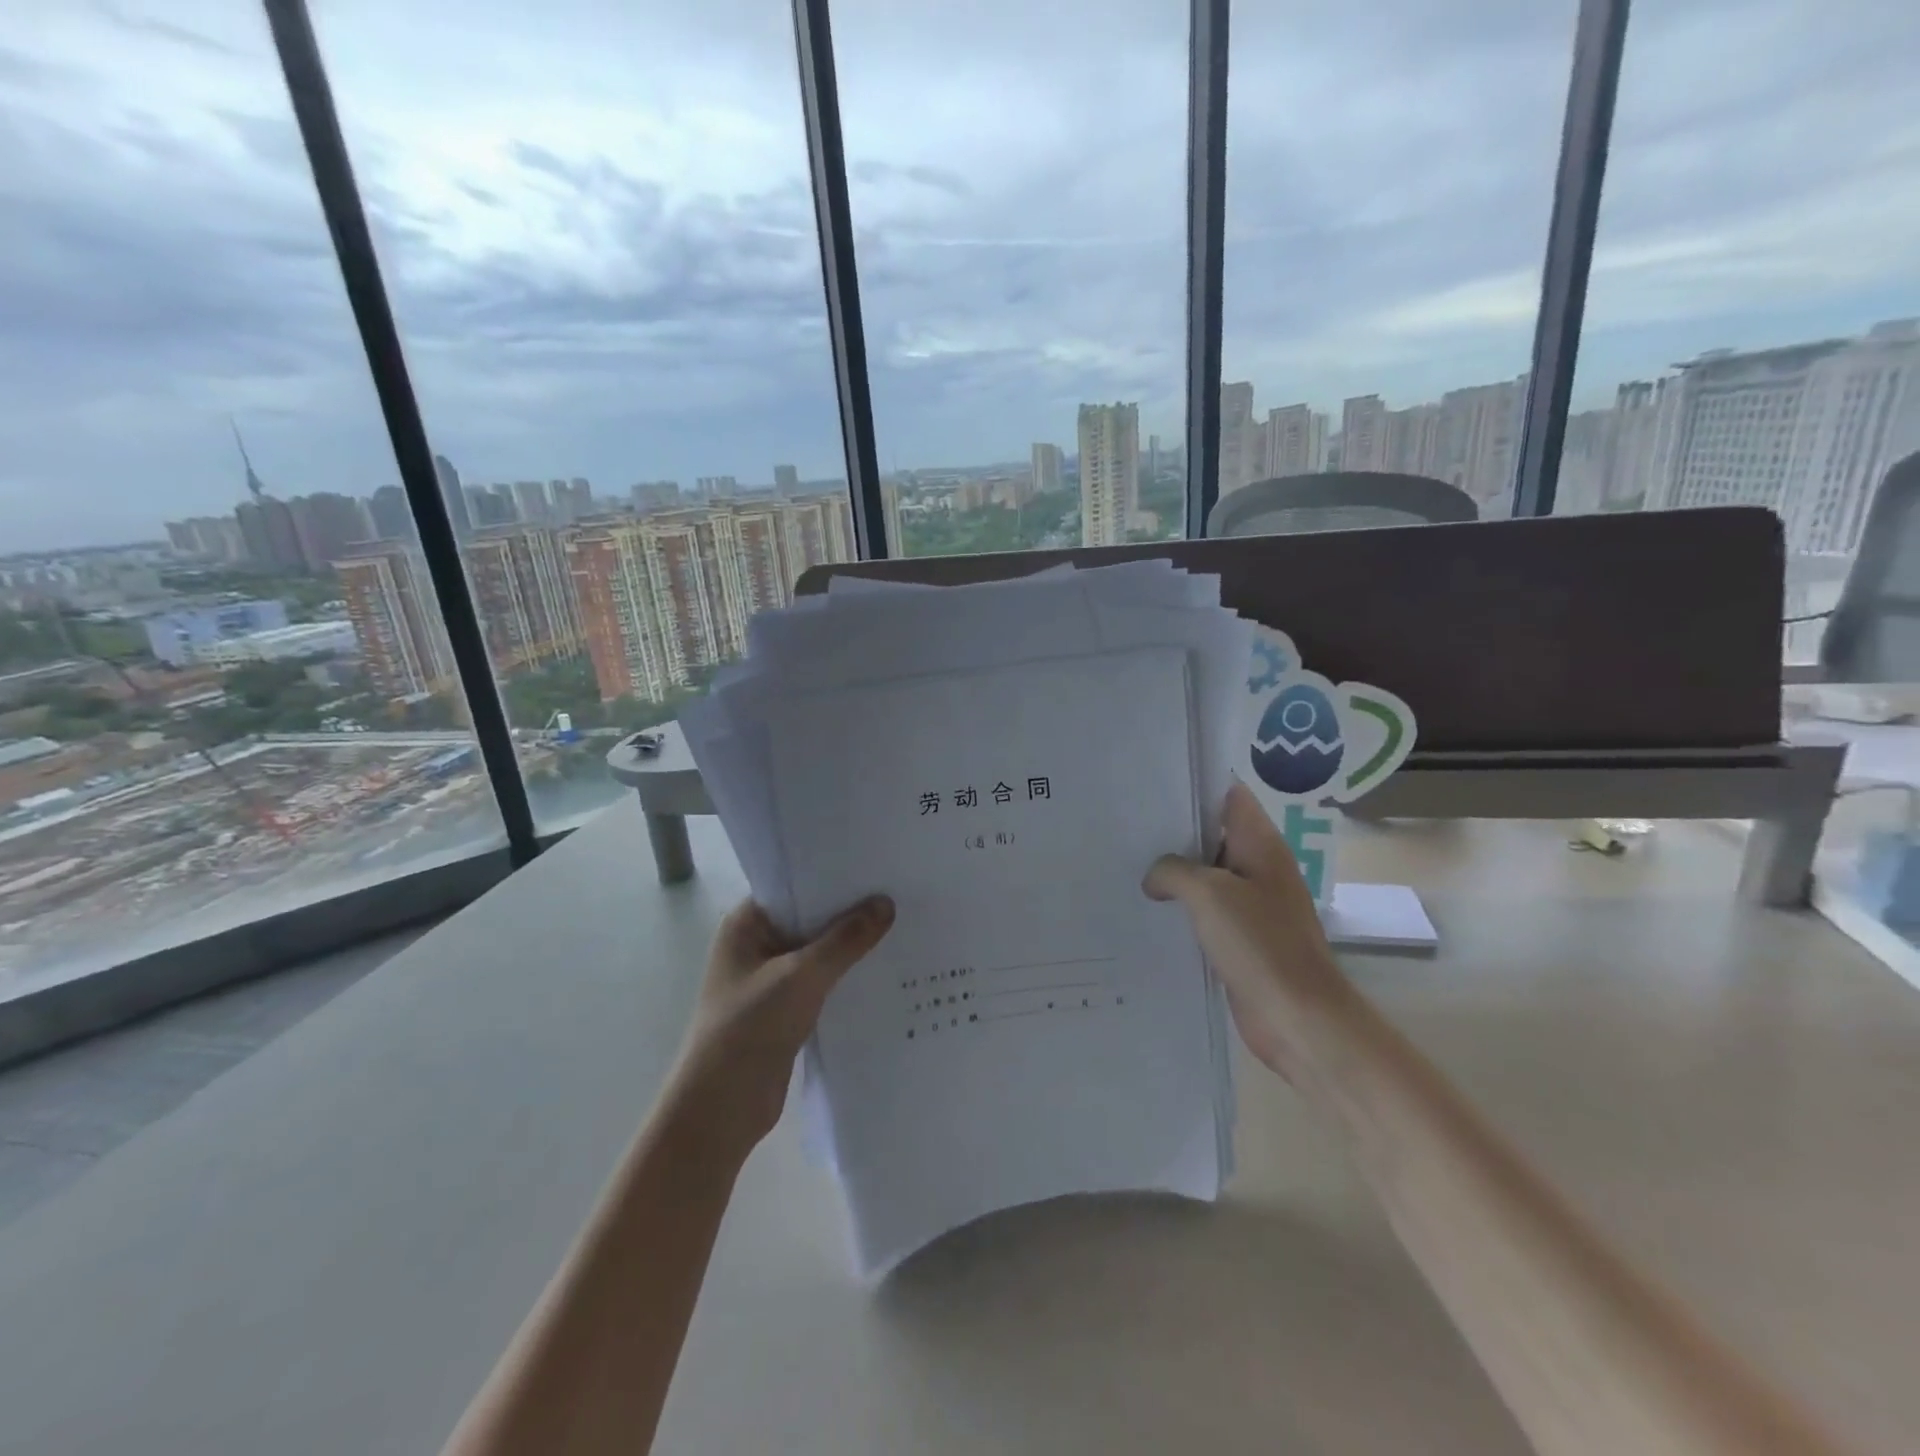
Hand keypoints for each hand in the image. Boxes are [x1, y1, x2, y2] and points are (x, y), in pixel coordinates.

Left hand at [665, 896, 894, 1163]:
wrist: (721, 1110)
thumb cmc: (749, 1029)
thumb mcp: (801, 977)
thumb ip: (845, 940)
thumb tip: (886, 903)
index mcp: (747, 923)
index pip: (796, 884)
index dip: (835, 876)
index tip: (878, 866)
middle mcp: (758, 944)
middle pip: (812, 917)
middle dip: (851, 911)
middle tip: (902, 892)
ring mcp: (772, 978)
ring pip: (821, 951)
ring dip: (853, 946)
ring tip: (904, 926)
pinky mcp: (787, 1009)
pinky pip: (824, 981)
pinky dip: (849, 976)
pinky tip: (887, 970)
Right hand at [1143, 782, 1359, 1084]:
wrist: (1299, 1018)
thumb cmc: (1260, 944)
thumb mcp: (1208, 894)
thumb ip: (1173, 870)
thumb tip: (1155, 878)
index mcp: (1260, 845)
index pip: (1228, 795)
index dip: (1194, 786)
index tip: (1152, 786)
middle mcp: (1259, 867)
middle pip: (1213, 833)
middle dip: (1174, 830)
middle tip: (1126, 825)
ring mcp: (1253, 903)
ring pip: (1207, 874)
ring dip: (1175, 872)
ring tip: (1127, 864)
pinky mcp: (1243, 936)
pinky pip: (1207, 910)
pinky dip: (1182, 907)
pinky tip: (1149, 909)